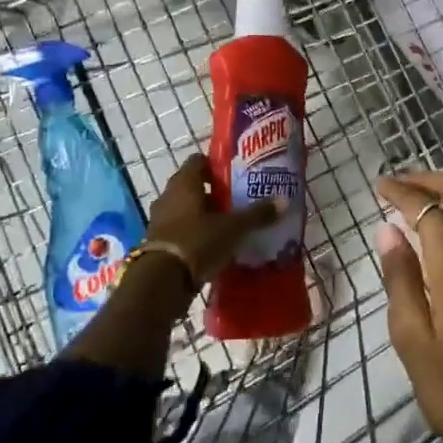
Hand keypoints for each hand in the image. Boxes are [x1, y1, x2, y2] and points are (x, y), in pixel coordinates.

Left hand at [142, 152, 282, 289]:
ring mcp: (160, 219)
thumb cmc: (198, 241)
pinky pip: (181, 230)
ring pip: (186, 209)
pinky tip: (214, 246)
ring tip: (229, 226)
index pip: (199, 161)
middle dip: (215, 193)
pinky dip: (195, 234)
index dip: (216, 165)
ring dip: (205, 215)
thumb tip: (284, 200)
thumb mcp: (233, 228)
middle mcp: (169, 196)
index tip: (235, 175)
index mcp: (185, 183)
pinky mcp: (158, 242)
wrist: (162, 281)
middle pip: (193, 186)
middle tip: (238, 201)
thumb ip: (257, 214)